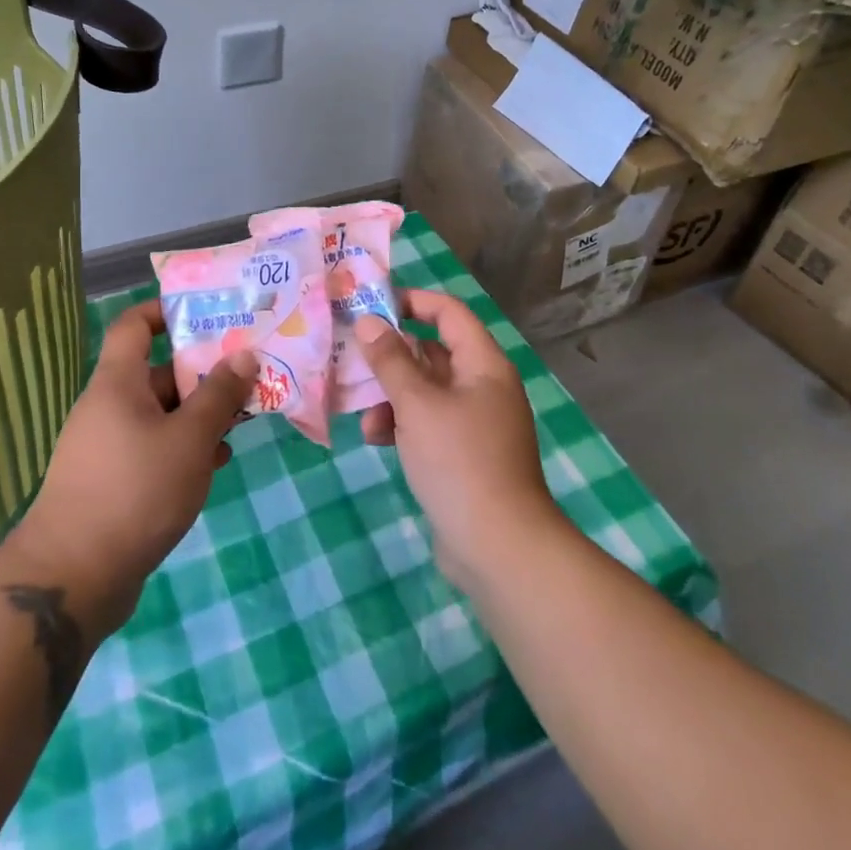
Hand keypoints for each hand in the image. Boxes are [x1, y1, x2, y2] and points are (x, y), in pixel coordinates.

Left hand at [6, 299, 254, 634]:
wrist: (74, 577)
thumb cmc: (135, 491)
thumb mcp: (189, 439)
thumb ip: (219, 395)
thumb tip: (244, 355)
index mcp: (118, 383)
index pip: (134, 325)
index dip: (165, 311)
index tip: (207, 314)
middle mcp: (109, 406)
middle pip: (158, 372)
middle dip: (203, 373)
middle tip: (247, 375)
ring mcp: (108, 445)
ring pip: (161, 413)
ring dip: (199, 414)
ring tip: (242, 421)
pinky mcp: (113, 480)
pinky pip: (153, 447)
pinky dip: (183, 447)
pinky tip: (214, 463)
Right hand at [354, 290, 563, 591]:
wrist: (499, 548)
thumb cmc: (459, 461)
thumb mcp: (417, 405)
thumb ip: (390, 360)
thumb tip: (368, 321)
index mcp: (483, 364)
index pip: (449, 312)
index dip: (412, 301)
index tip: (372, 304)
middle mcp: (483, 386)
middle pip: (433, 351)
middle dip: (392, 355)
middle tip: (351, 354)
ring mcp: (475, 422)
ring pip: (426, 390)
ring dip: (391, 395)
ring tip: (362, 412)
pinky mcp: (463, 454)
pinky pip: (428, 423)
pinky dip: (402, 424)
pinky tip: (375, 439)